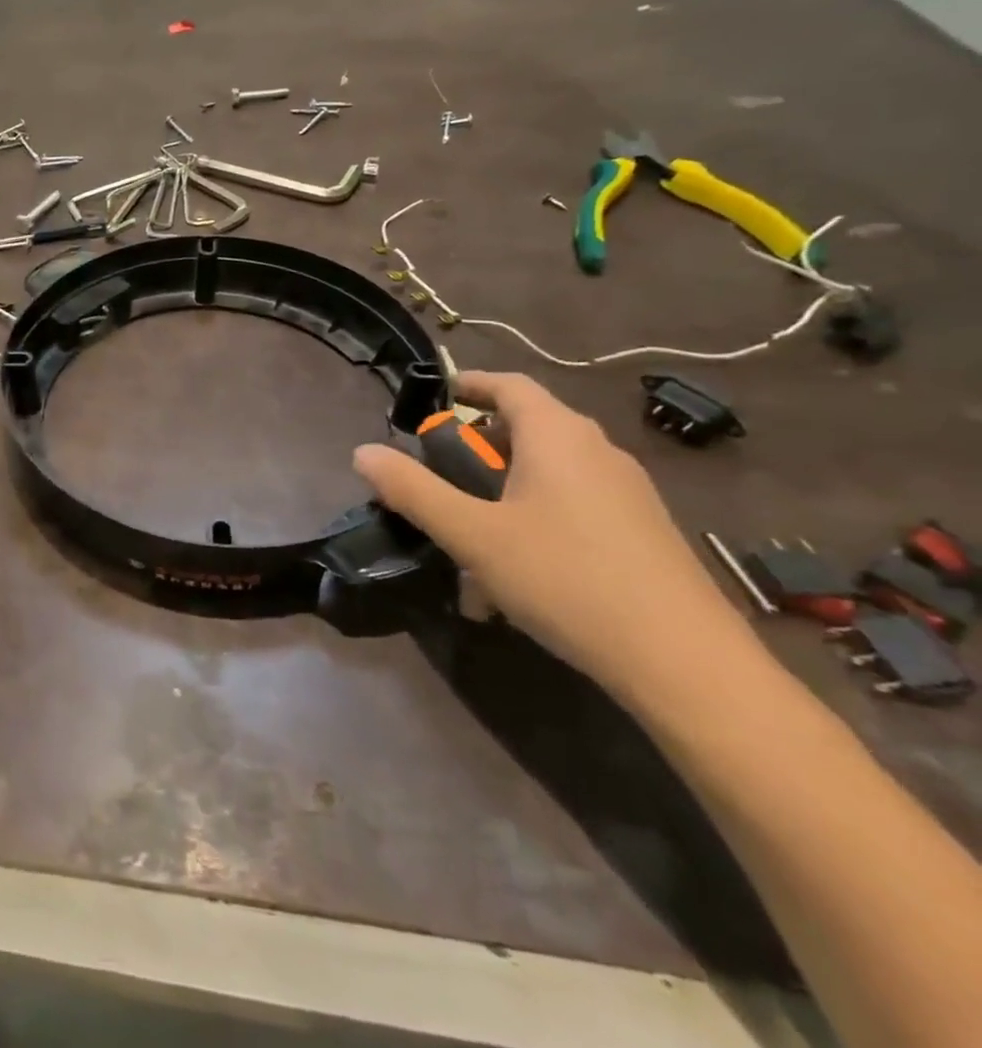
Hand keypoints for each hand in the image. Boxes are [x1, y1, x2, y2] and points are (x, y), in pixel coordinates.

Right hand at [353, 371, 749, 700]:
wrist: (685, 663)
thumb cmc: (566, 578)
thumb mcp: (472, 534)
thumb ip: (413, 490)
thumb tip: (363, 452)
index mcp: (558, 436)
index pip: (509, 385)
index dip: (468, 385)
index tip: (433, 400)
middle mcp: (597, 452)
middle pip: (527, 428)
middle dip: (476, 447)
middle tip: (438, 476)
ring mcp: (627, 493)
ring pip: (548, 473)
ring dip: (502, 491)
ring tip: (468, 535)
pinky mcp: (642, 532)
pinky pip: (573, 506)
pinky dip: (534, 520)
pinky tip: (513, 575)